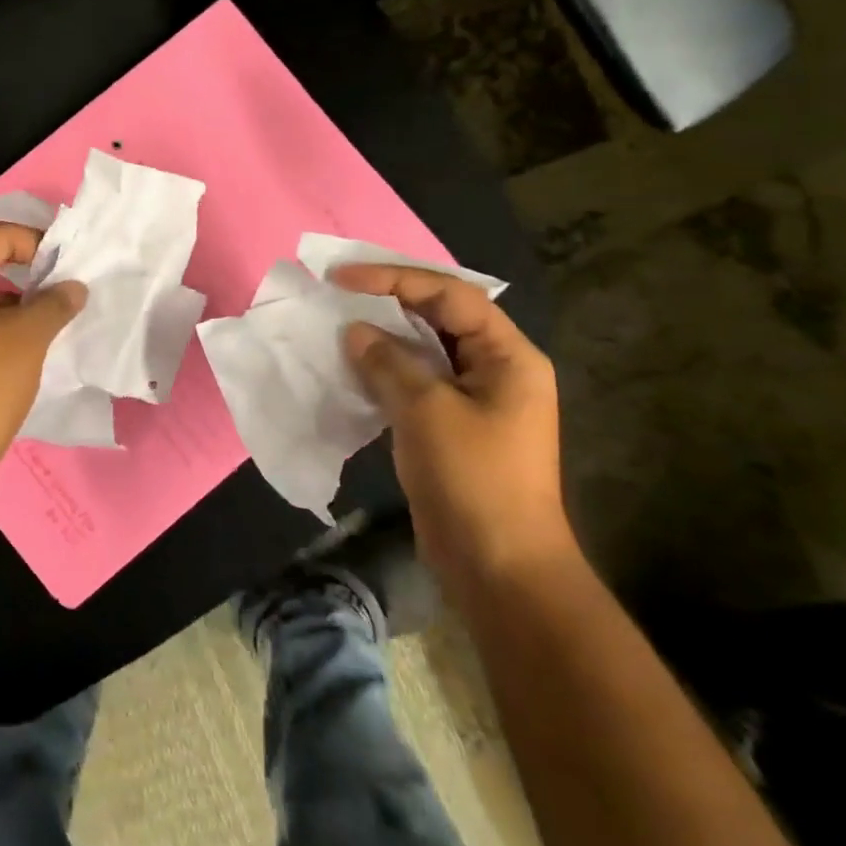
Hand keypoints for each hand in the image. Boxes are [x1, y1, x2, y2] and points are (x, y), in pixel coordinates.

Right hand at [330, 264, 575, 601]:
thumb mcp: (426, 411)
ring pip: (425, 349)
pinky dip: (384, 368)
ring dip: (383, 336)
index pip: (450, 295)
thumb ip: (388, 362)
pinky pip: (416, 381)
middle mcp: (496, 369)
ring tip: (338, 323)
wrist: (499, 568)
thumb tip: (355, 332)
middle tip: (338, 291)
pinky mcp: (452, 425)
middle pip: (440, 316)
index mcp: (508, 356)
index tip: (342, 278)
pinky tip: (352, 366)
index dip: (395, 279)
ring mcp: (475, 399)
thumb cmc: (473, 479)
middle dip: (389, 301)